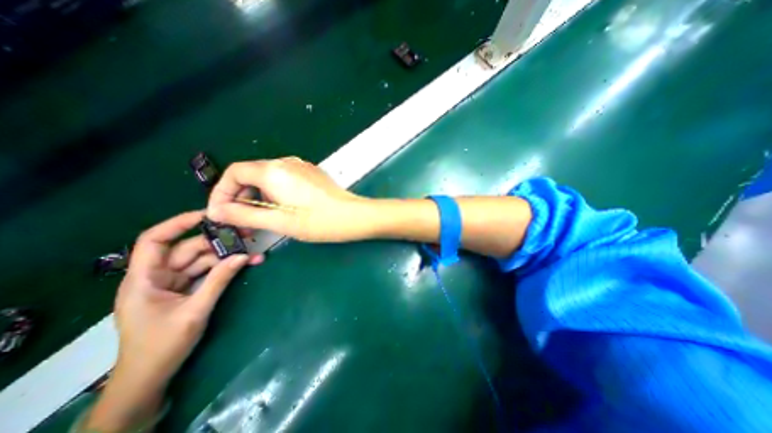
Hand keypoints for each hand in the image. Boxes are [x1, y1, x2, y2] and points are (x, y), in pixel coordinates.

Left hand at [82, 211, 259, 430]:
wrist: (151, 377)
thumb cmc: (162, 346)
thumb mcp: (195, 311)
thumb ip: (219, 280)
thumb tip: (244, 256)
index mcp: (144, 279)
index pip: (154, 240)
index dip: (178, 223)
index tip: (208, 215)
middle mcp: (157, 276)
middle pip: (188, 249)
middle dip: (217, 243)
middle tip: (246, 237)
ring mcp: (172, 283)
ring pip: (201, 260)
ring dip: (226, 257)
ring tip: (252, 253)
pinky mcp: (185, 290)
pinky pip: (206, 272)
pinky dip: (224, 268)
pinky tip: (244, 265)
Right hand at [205, 158, 373, 240]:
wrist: (354, 216)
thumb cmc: (319, 221)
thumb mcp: (280, 222)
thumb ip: (245, 214)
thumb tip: (216, 211)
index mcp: (274, 171)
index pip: (234, 172)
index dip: (222, 192)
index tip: (221, 212)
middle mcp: (286, 162)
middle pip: (251, 173)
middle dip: (240, 196)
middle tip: (241, 220)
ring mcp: (301, 166)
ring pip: (267, 177)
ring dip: (257, 195)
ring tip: (259, 217)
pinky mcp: (311, 173)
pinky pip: (283, 178)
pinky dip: (274, 192)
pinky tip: (280, 208)